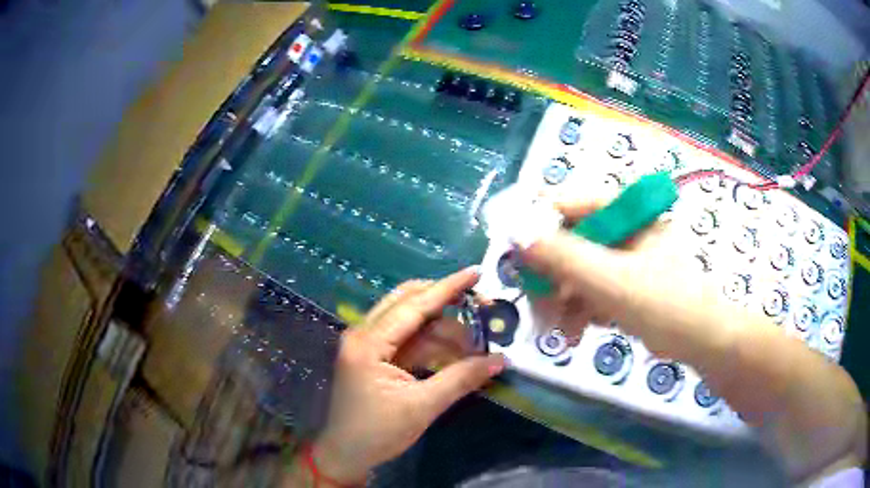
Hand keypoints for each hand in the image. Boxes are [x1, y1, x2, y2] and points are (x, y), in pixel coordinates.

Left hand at [310, 268, 505, 483]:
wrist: (346, 455)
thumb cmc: (377, 433)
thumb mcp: (422, 407)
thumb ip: (461, 379)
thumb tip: (500, 360)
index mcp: (368, 343)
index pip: (413, 306)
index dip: (447, 288)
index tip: (476, 272)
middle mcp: (364, 335)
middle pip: (408, 304)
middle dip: (446, 305)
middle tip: (481, 308)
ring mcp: (367, 345)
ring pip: (411, 324)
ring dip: (443, 331)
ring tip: (476, 343)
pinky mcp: (374, 358)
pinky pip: (408, 341)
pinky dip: (432, 345)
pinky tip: (456, 353)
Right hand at [517, 198, 728, 358]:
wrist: (701, 341)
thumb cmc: (664, 303)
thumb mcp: (611, 280)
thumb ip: (564, 256)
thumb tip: (515, 232)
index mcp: (625, 212)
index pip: (569, 202)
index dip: (536, 221)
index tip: (510, 247)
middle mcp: (622, 229)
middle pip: (569, 241)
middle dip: (550, 276)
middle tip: (534, 302)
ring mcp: (623, 258)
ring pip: (576, 270)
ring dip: (562, 300)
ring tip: (555, 329)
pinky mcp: (624, 284)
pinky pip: (590, 290)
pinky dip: (579, 311)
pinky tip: (575, 333)